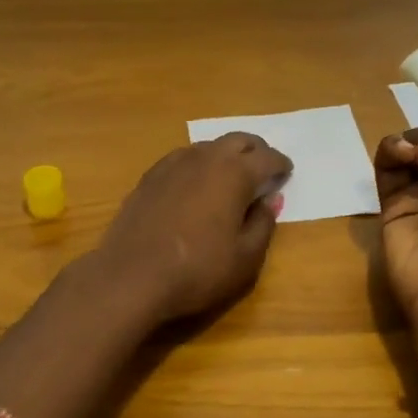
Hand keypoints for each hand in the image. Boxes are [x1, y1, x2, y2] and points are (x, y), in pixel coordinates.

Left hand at [95, 133, 292, 324]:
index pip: (267, 158)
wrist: (130, 277)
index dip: (281, 164)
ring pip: (208, 146)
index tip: (287, 173)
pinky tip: (195, 183)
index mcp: (234, 174)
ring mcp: (173, 164)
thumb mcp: (246, 258)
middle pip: (238, 140)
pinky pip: (183, 159)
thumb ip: (263, 224)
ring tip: (231, 175)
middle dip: (256, 150)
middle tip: (264, 166)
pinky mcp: (149, 177)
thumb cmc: (197, 271)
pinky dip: (198, 164)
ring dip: (225, 155)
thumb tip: (270, 199)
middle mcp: (205, 159)